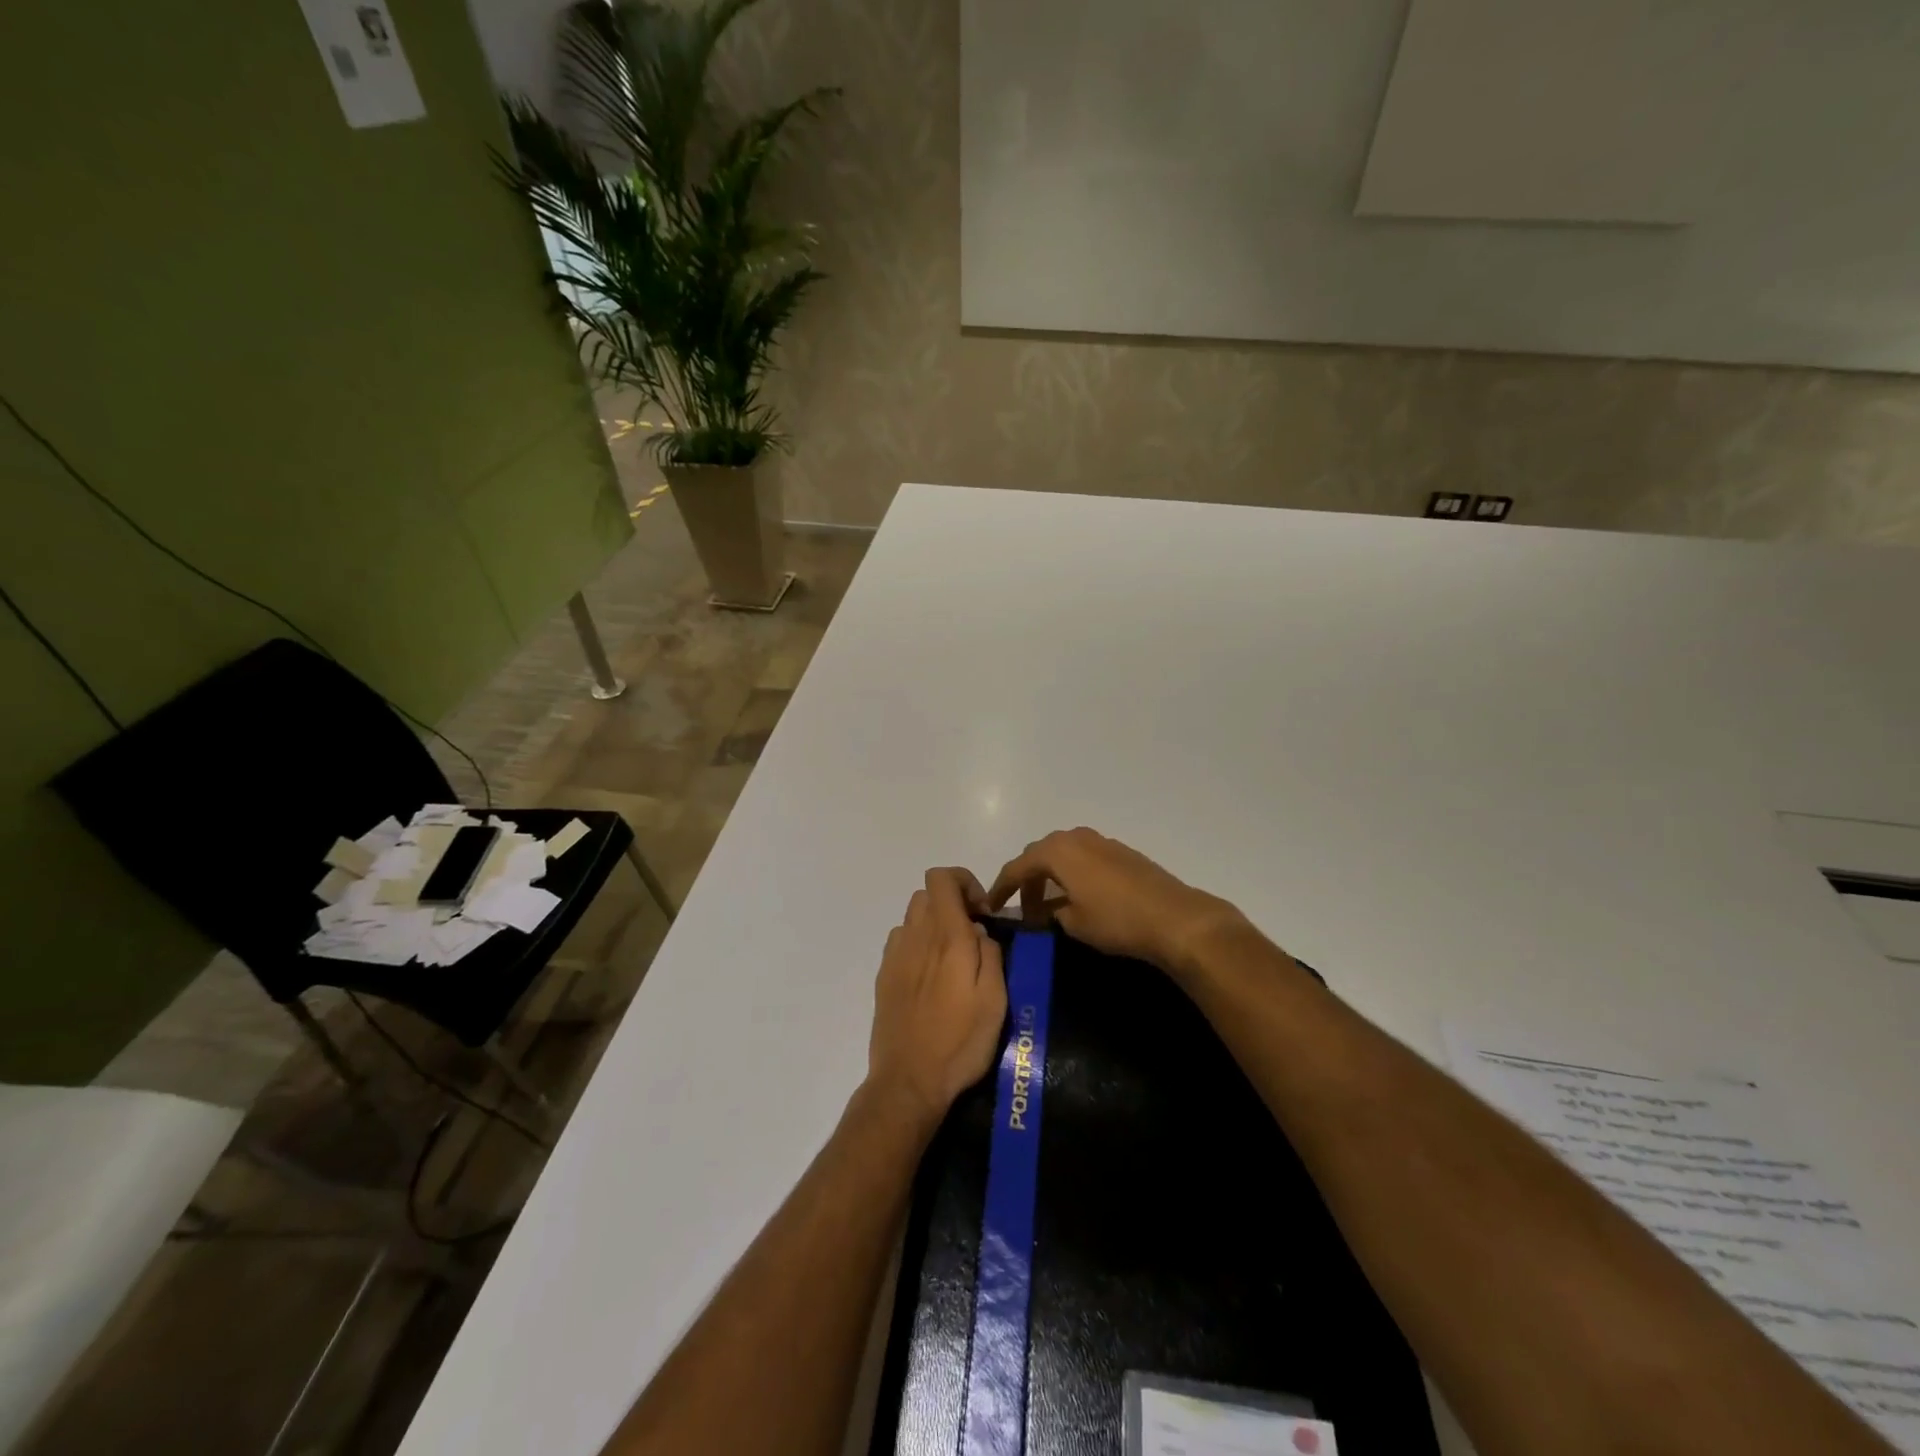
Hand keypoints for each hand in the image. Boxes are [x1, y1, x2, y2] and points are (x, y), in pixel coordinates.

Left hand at [866, 869, 1007, 1126]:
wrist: (909, 1080)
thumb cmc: (960, 1042)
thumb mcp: (995, 1000)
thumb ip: (990, 954)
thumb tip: (979, 931)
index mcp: (947, 937)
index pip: (942, 878)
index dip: (964, 881)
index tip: (982, 912)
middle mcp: (916, 936)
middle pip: (927, 893)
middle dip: (952, 902)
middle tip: (971, 934)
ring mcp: (895, 955)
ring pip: (912, 916)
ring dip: (933, 923)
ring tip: (951, 957)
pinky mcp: (884, 975)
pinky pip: (901, 941)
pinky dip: (917, 943)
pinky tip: (930, 976)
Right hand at [986, 827, 1247, 974]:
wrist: (1174, 917)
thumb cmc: (1116, 921)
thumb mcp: (1073, 924)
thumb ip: (1051, 912)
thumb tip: (1045, 911)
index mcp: (1057, 851)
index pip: (1016, 867)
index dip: (1001, 888)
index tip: (990, 907)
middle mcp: (1075, 837)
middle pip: (1038, 855)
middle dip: (1027, 880)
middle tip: (1024, 908)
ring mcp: (1100, 841)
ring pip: (1062, 853)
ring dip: (1050, 875)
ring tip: (1050, 904)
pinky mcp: (1120, 851)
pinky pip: (1083, 856)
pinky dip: (1072, 873)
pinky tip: (1078, 896)